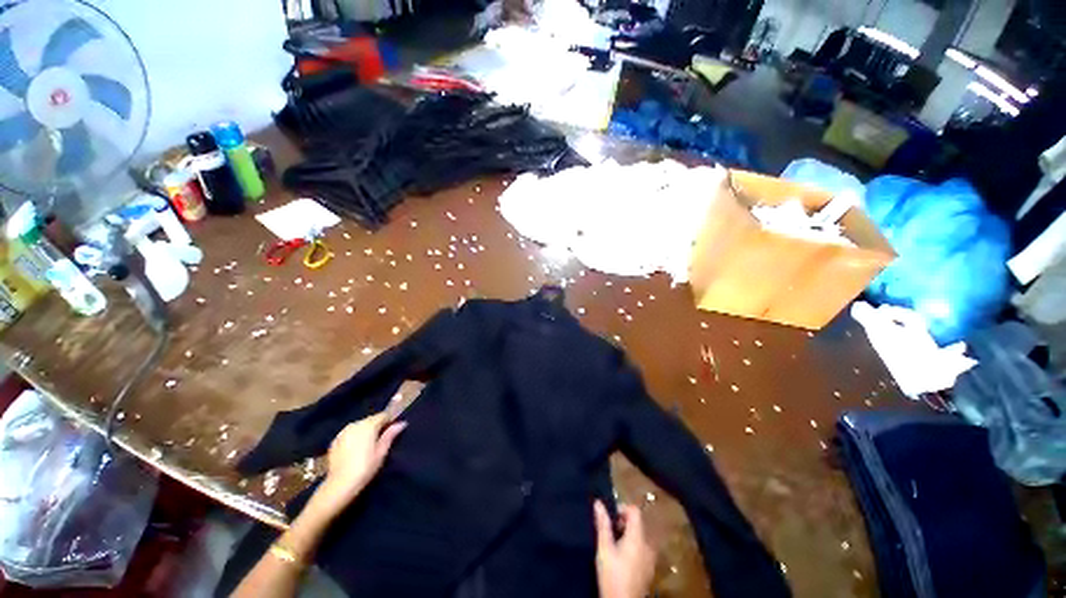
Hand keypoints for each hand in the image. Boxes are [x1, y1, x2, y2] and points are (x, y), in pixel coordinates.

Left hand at [317, 413, 406, 507]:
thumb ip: (390, 435)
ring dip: (365, 431)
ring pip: (359, 426)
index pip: (383, 415)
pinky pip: (349, 433)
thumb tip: (401, 423)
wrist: (339, 484)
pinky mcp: (334, 441)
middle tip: (382, 438)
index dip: (390, 420)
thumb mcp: (381, 452)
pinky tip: (355, 449)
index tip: (393, 428)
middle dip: (377, 425)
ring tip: (368, 444)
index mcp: (368, 425)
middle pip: (370, 420)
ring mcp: (343, 432)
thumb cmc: (365, 467)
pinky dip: (354, 437)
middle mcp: (355, 424)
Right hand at [593, 500, 655, 597]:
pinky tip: (620, 559)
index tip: (610, 516)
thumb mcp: (604, 549)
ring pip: (639, 537)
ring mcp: (650, 559)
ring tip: (612, 545)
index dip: (622, 508)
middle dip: (623, 523)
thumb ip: (603, 525)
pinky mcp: (649, 570)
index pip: (635, 511)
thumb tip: (598, 502)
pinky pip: (642, 550)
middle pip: (637, 524)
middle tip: (608, 532)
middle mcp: (648, 545)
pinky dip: (632, 547)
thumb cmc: (613, 575)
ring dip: (627, 535)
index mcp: (638, 537)